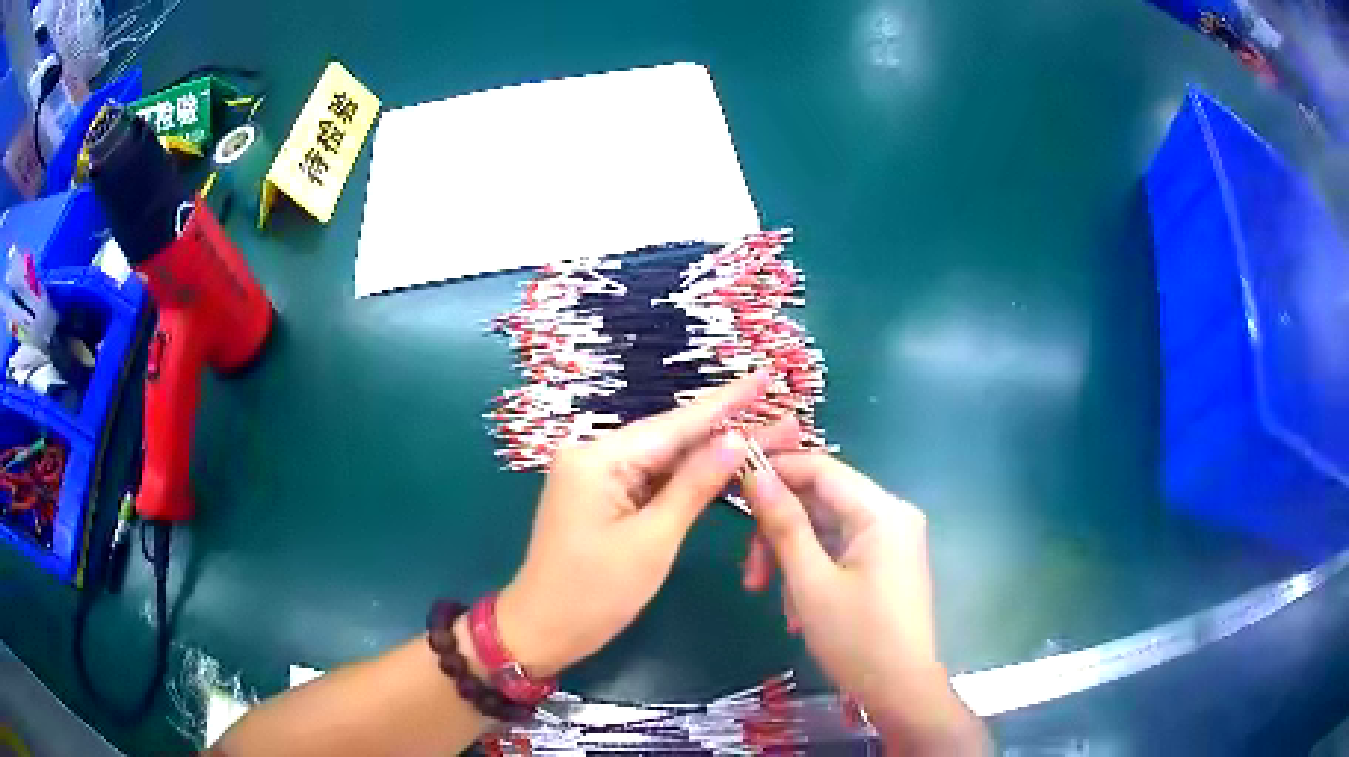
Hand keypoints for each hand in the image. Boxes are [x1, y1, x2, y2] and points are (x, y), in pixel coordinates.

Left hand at [496, 371, 799, 677]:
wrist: (541, 630)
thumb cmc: (594, 594)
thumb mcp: (653, 541)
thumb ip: (694, 486)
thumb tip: (735, 438)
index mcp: (598, 457)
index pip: (675, 424)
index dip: (727, 402)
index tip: (765, 377)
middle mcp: (593, 454)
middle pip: (672, 439)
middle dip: (730, 431)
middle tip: (787, 423)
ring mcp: (594, 474)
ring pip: (664, 459)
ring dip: (713, 455)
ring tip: (769, 440)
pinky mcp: (599, 495)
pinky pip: (651, 479)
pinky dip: (687, 479)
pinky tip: (725, 467)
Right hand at [741, 454, 987, 753]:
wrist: (900, 690)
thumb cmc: (855, 638)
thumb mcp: (810, 581)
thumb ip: (783, 523)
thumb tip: (753, 474)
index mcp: (882, 511)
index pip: (820, 468)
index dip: (774, 471)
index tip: (731, 489)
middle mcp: (892, 515)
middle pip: (821, 502)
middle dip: (779, 533)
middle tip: (750, 574)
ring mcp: (892, 540)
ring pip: (826, 529)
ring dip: (791, 558)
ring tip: (769, 599)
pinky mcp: (888, 562)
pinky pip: (840, 550)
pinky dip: (812, 571)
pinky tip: (797, 610)